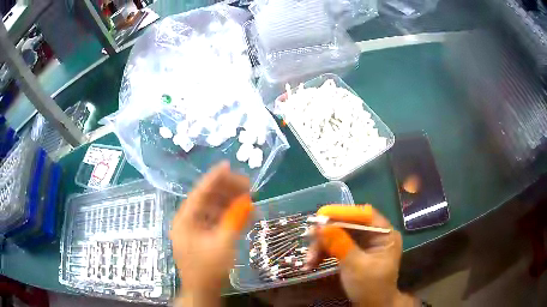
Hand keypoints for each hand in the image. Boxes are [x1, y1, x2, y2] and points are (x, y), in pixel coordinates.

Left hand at [170, 162, 252, 305]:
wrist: (203, 291)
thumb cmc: (209, 269)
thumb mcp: (223, 244)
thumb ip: (234, 221)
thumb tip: (247, 202)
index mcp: (185, 220)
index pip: (200, 193)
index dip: (214, 178)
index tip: (227, 165)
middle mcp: (187, 221)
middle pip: (206, 199)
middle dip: (226, 191)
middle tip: (247, 184)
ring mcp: (193, 229)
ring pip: (212, 209)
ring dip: (229, 203)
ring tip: (248, 197)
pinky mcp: (201, 236)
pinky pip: (214, 221)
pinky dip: (228, 216)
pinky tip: (243, 213)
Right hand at [306, 205, 415, 306]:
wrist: (372, 306)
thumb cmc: (370, 287)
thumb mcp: (355, 266)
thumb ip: (339, 244)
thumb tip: (320, 225)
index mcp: (384, 234)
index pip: (364, 215)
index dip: (342, 213)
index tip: (320, 215)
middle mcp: (375, 235)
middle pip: (348, 225)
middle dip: (327, 234)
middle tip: (308, 239)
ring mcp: (363, 244)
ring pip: (338, 236)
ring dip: (321, 247)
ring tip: (308, 261)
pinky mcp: (353, 252)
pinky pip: (336, 246)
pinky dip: (323, 254)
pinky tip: (311, 264)